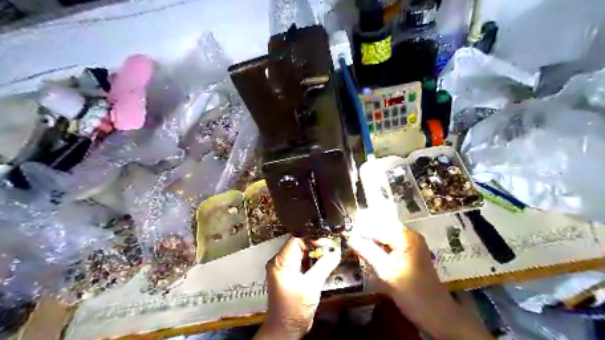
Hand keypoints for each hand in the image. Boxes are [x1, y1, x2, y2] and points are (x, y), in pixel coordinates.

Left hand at [254, 237, 339, 337]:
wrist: (286, 329)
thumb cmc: (292, 311)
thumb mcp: (311, 286)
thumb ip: (323, 267)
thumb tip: (334, 253)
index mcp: (281, 262)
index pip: (296, 239)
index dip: (312, 238)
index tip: (325, 242)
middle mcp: (280, 263)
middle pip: (300, 245)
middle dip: (316, 246)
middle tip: (330, 249)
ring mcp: (285, 270)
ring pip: (302, 254)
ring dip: (316, 255)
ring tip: (329, 256)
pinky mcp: (291, 276)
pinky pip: (303, 263)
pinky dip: (313, 262)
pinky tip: (323, 265)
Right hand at [350, 225, 490, 339]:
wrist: (438, 314)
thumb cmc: (413, 295)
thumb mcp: (387, 274)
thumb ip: (368, 252)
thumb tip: (350, 238)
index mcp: (406, 237)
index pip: (377, 226)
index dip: (360, 229)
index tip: (344, 234)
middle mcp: (409, 235)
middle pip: (381, 228)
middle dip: (364, 233)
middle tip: (348, 239)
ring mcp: (411, 243)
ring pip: (384, 235)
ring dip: (370, 239)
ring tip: (354, 244)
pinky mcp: (410, 251)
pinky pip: (390, 243)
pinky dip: (378, 246)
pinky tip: (368, 251)